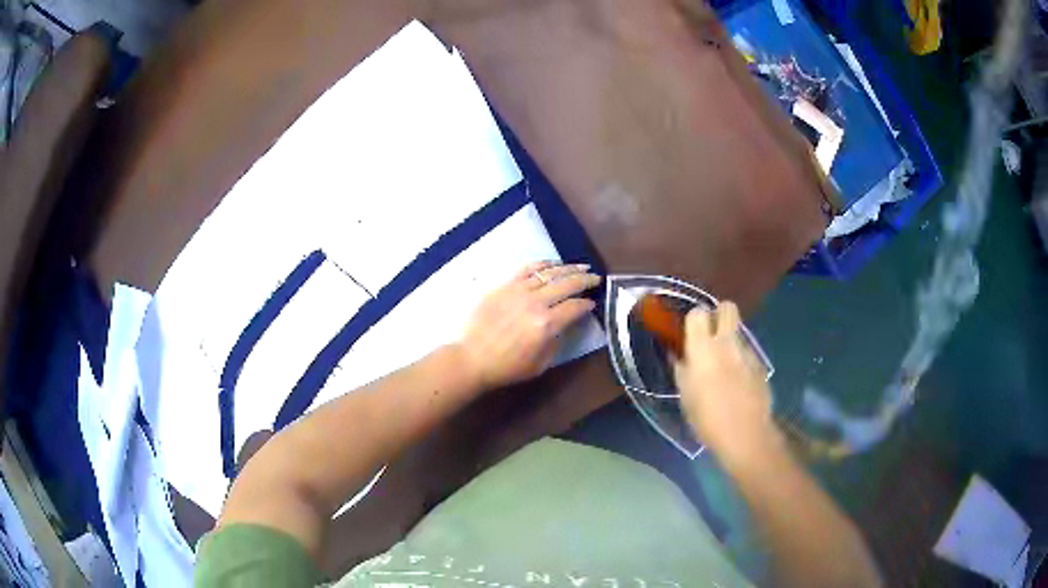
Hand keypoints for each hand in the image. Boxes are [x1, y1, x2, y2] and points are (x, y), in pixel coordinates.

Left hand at [459, 261, 600, 390]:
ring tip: (581, 267)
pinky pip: (528, 268)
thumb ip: (556, 341)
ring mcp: (519, 290)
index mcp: (547, 324)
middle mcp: (536, 302)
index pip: (575, 307)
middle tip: (596, 278)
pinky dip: (543, 264)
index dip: (587, 304)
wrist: (471, 358)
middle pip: (567, 284)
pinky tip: (554, 264)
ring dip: (569, 268)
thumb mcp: (540, 363)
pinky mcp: (504, 285)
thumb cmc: (506, 367)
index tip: (592, 303)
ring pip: (550, 273)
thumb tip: (564, 324)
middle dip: (585, 280)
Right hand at [673, 302, 781, 467]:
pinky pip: (747, 354)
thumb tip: (678, 355)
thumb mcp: (685, 395)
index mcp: (703, 348)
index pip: (698, 313)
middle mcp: (727, 343)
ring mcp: (747, 353)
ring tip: (723, 366)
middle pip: (727, 307)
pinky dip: (741, 362)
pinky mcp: (760, 366)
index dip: (694, 320)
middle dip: (719, 315)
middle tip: (711, 335)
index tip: (690, 334)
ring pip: (738, 333)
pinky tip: (737, 383)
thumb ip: (681, 370)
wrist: (745, 434)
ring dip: (730, 342)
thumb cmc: (707, 418)